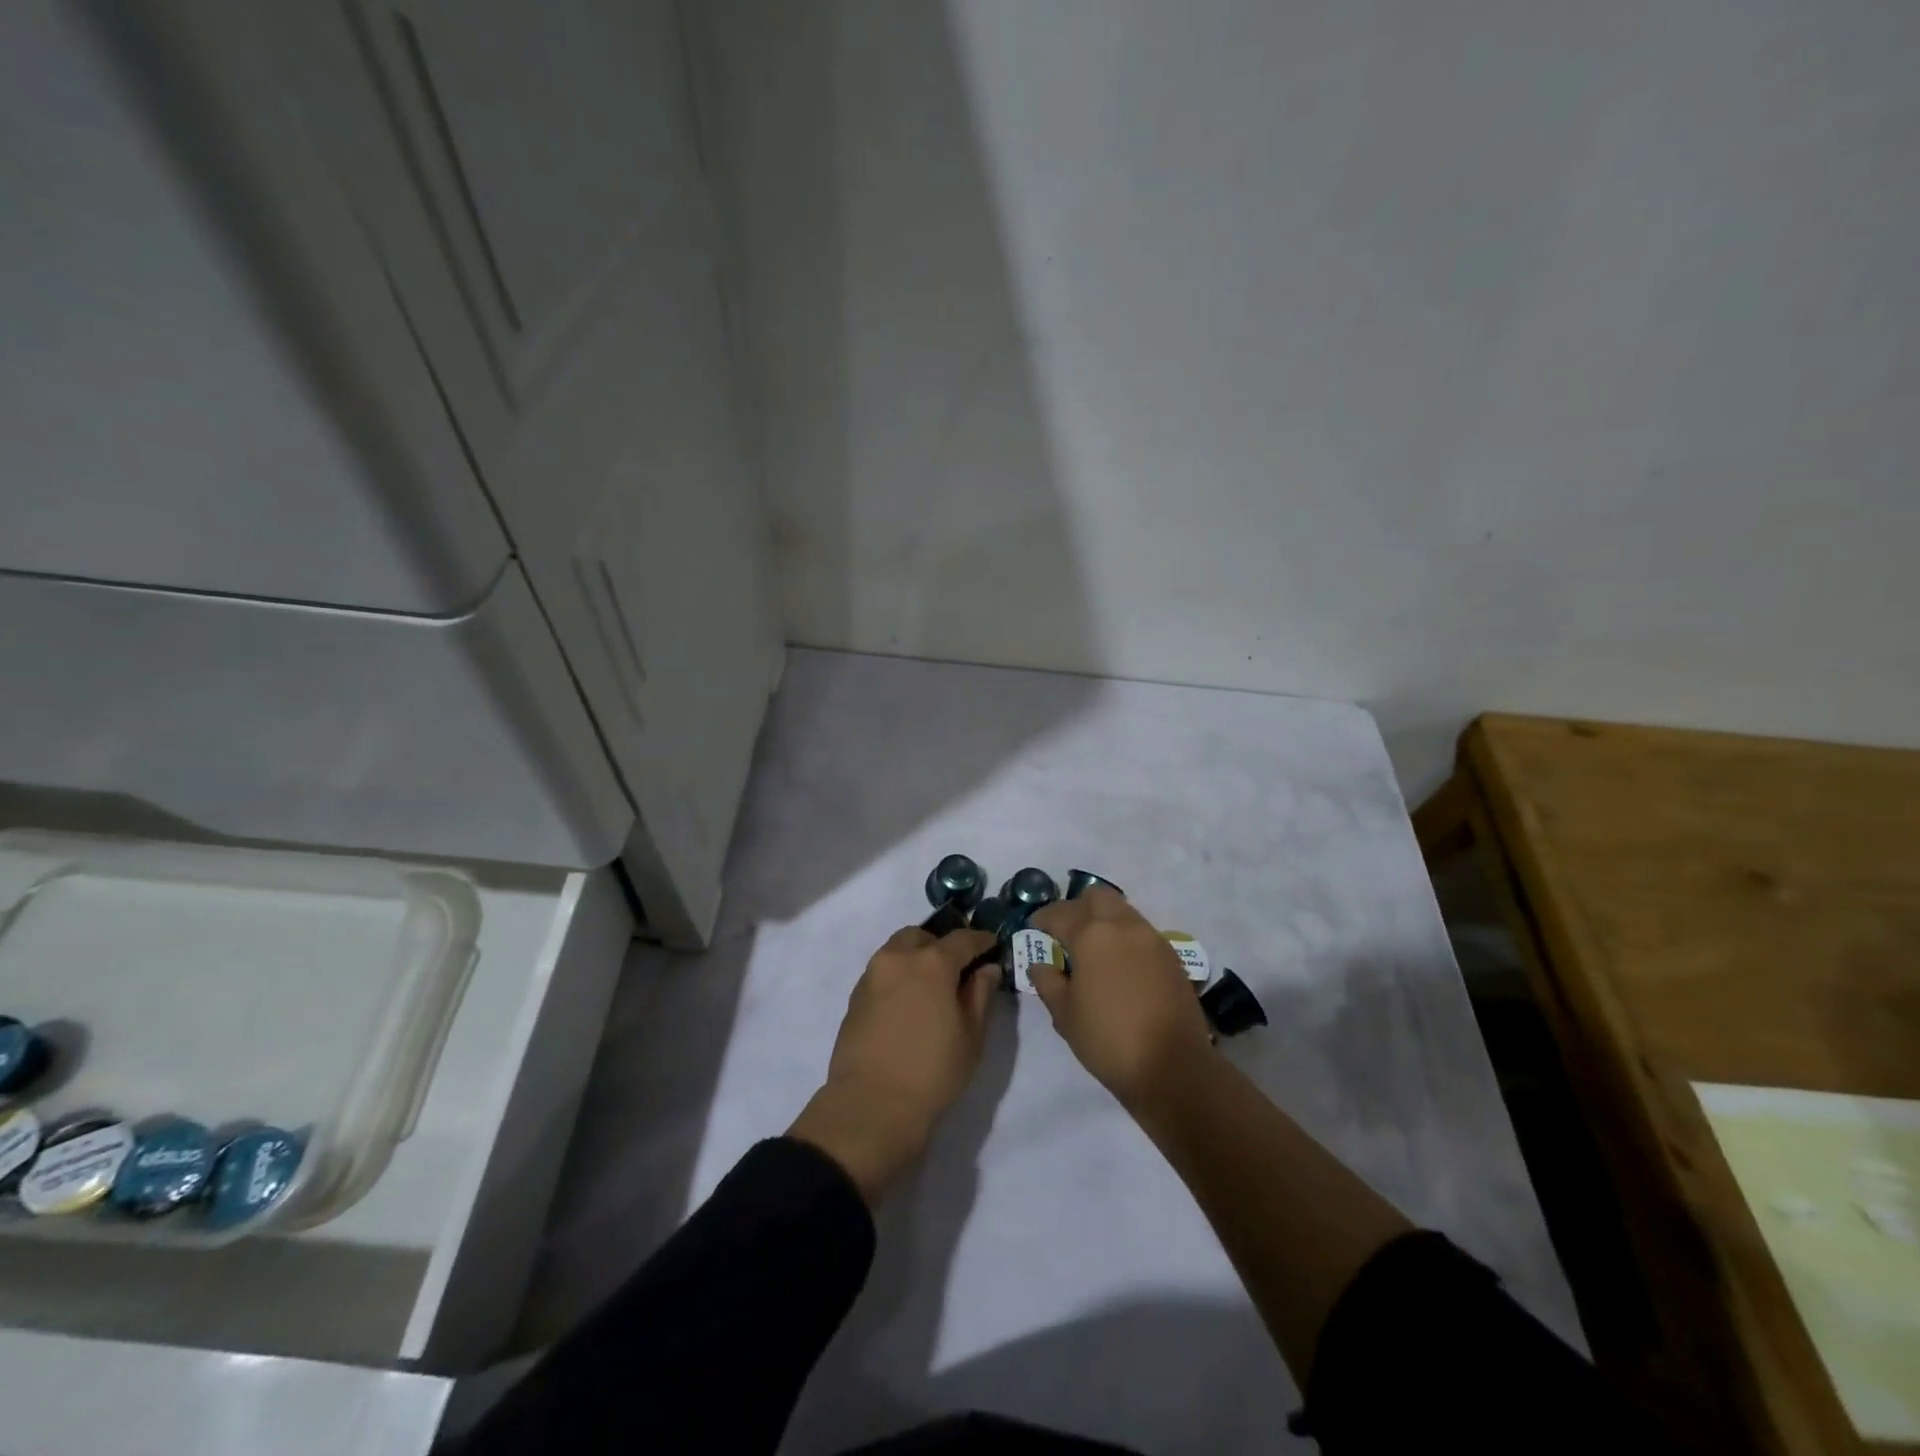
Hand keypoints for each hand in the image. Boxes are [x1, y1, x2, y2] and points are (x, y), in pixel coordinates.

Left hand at [788, 926, 998, 1204]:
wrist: (871, 1106)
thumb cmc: (932, 1072)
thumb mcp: (971, 1036)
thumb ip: (980, 994)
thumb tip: (987, 969)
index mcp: (932, 962)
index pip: (963, 939)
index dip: (981, 940)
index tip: (993, 945)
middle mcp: (898, 958)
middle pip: (923, 937)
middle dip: (942, 945)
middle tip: (957, 968)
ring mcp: (872, 975)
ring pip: (898, 950)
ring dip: (916, 957)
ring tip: (931, 986)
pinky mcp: (855, 996)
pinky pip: (883, 971)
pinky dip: (898, 975)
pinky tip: (908, 1002)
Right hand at [1027, 888, 1214, 1109]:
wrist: (1173, 1067)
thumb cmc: (1109, 1040)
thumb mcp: (1065, 1015)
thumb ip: (1048, 982)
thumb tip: (1040, 964)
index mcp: (1091, 935)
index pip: (1060, 913)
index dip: (1042, 918)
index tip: (1034, 927)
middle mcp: (1123, 925)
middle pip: (1096, 896)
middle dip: (1077, 907)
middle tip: (1065, 931)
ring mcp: (1151, 937)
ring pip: (1122, 910)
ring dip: (1103, 919)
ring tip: (1092, 947)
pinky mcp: (1171, 955)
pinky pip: (1140, 931)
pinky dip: (1124, 936)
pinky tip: (1118, 963)